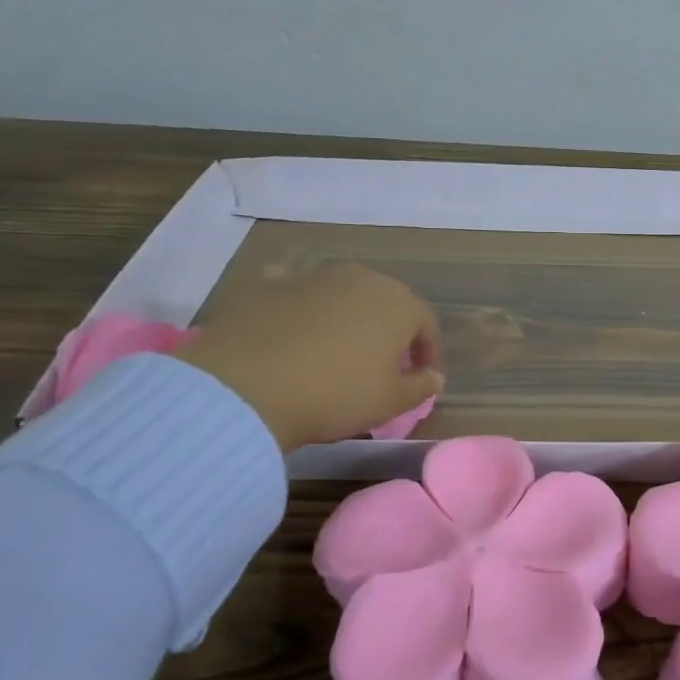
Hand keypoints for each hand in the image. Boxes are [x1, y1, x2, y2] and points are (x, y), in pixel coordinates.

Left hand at [175, 262, 442, 450]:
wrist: (245, 388)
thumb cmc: (335, 395)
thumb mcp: (389, 402)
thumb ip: (420, 386)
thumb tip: (434, 377)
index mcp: (398, 303)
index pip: (425, 324)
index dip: (427, 352)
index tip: (420, 377)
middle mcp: (360, 278)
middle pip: (385, 303)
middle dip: (389, 330)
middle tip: (381, 364)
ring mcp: (312, 276)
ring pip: (343, 295)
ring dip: (347, 318)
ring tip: (336, 351)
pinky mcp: (269, 284)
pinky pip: (297, 293)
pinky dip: (302, 309)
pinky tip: (293, 331)